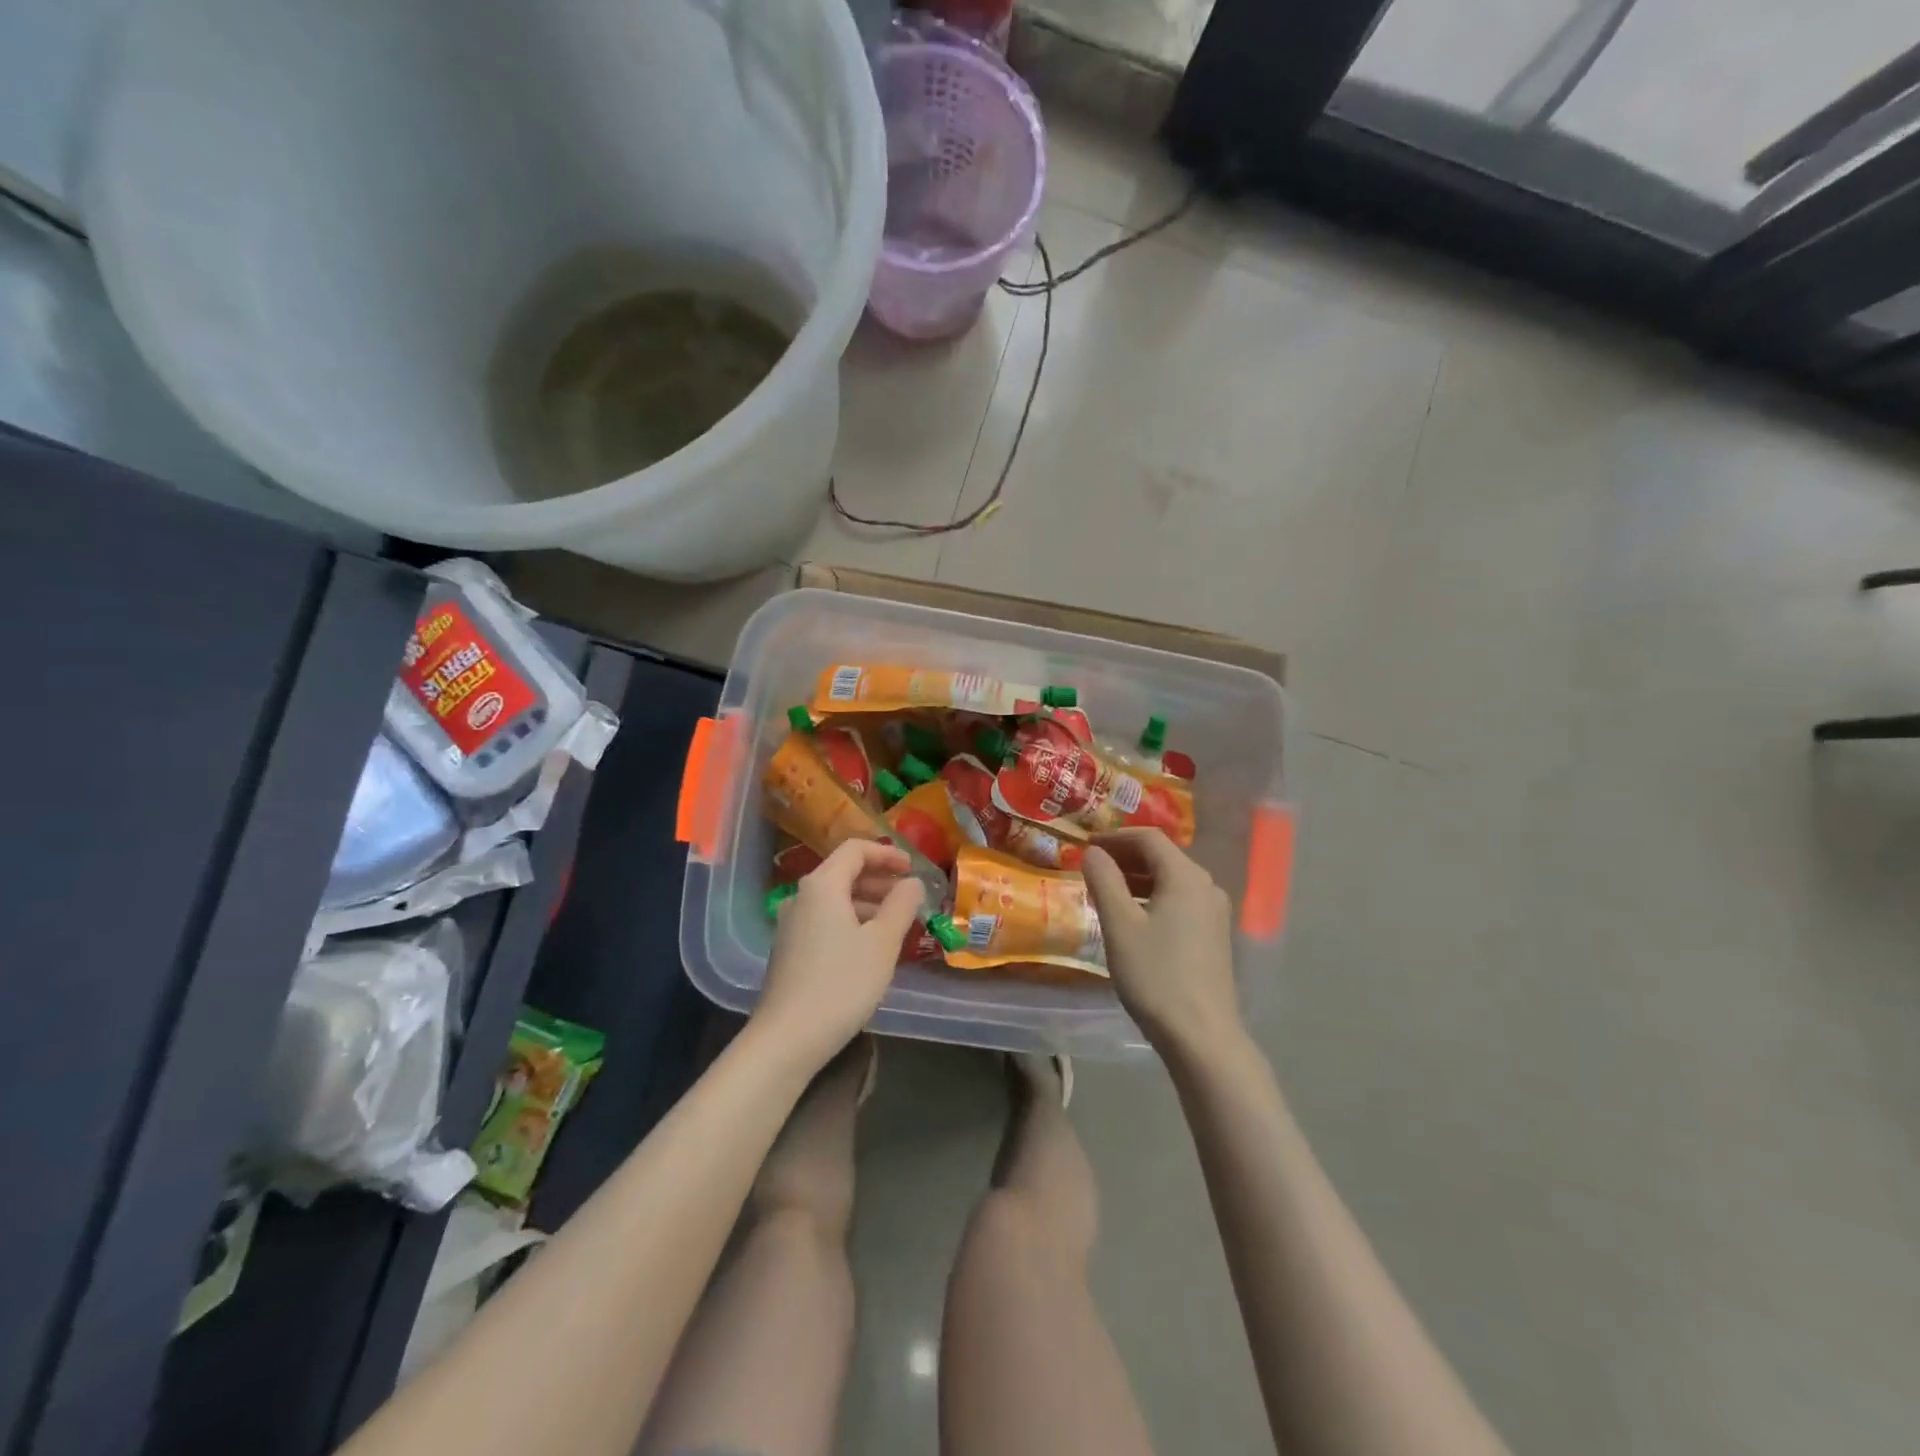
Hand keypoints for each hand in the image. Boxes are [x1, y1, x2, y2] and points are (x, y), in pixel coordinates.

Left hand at [755, 839, 923, 1070]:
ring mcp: (790, 925)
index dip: (887, 854)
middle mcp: (801, 897)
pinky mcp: (789, 951)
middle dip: (879, 880)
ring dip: (867, 904)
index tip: (913, 869)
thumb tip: (912, 882)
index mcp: (822, 885)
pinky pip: (825, 922)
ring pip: (834, 900)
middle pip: (843, 873)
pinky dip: (851, 923)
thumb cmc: (842, 983)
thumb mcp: (882, 942)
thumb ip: (901, 905)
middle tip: (909, 898)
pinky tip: (869, 949)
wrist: (787, 1038)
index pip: (855, 850)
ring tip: (896, 925)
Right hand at [1082, 828, 1243, 1063]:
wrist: (1201, 1036)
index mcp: (1185, 877)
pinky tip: (1131, 917)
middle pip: (1163, 856)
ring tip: (1105, 890)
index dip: (1115, 837)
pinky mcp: (1213, 936)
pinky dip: (1152, 897)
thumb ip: (1104, 881)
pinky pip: (1179, 901)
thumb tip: (1093, 852)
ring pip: (1171, 880)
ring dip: (1137, 878)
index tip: (1086, 845)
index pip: (1149, 838)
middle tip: (1091, 866)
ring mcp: (1214, 912)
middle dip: (1125, 856)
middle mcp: (1206, 887)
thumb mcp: (1120, 925)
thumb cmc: (1156, 975)